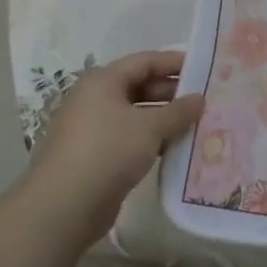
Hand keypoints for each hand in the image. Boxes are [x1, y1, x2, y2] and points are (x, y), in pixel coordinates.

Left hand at [26, 50, 203, 242]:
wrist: (64, 205)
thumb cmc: (108, 150)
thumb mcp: (150, 127)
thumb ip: (178, 111)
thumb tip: (199, 99)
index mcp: (102, 81)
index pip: (143, 61)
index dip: (172, 62)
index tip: (202, 67)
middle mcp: (94, 99)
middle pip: (138, 86)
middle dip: (170, 92)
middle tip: (202, 99)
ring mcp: (92, 129)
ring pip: (134, 115)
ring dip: (163, 118)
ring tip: (194, 124)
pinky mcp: (94, 156)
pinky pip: (129, 138)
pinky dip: (150, 139)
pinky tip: (173, 148)